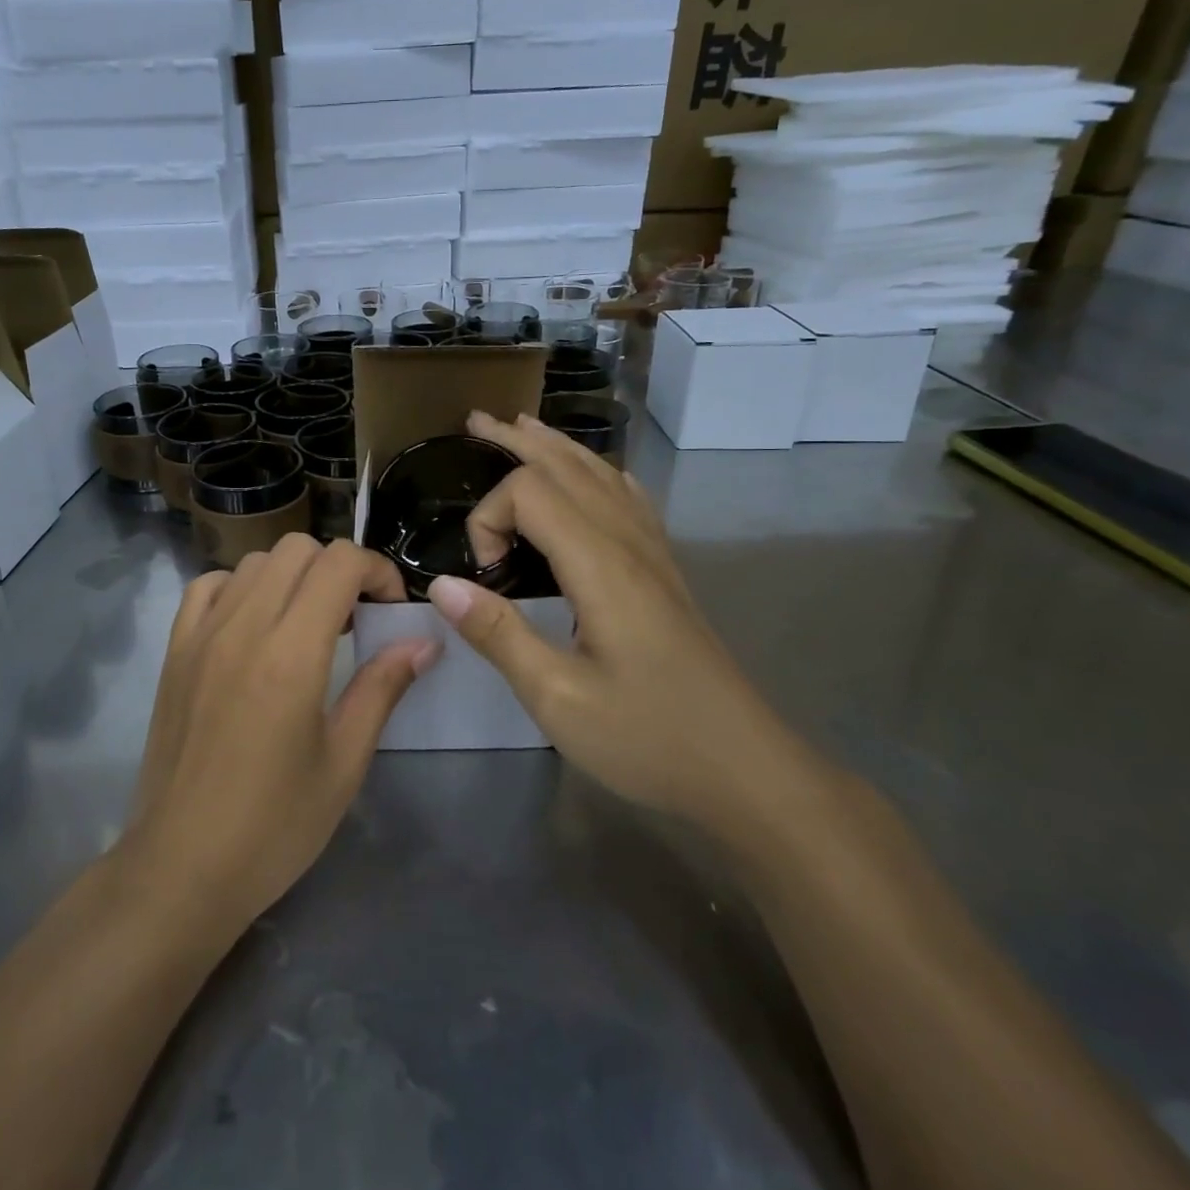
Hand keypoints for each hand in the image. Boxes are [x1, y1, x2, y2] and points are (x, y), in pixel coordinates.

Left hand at [122, 536, 438, 935]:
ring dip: (293, 576)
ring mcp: (201, 635)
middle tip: (355, 617)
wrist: (181, 867)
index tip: (391, 609)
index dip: (377, 571)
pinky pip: (208, 586)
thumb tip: (423, 642)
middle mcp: (243, 627)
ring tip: (308, 623)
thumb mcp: (344, 762)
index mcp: (291, 654)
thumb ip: (382, 688)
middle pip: (298, 549)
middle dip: (338, 569)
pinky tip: (254, 625)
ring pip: (255, 561)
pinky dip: (241, 588)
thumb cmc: (274, 826)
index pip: (339, 563)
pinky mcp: (174, 651)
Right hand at [427, 412, 811, 828]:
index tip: (481, 573)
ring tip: (521, 428)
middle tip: (475, 421)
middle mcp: (628, 544)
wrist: (746, 769)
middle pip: (567, 466)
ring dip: (556, 446)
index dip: (488, 516)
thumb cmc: (648, 738)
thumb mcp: (558, 698)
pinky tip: (594, 477)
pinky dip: (598, 471)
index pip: (530, 494)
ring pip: (601, 474)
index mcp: (600, 566)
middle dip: (516, 441)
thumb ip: (498, 634)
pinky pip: (628, 498)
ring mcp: (653, 554)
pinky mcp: (664, 572)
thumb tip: (443, 584)